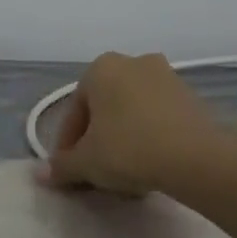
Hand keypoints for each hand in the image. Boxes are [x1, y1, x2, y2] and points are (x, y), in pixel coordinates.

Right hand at [44, 52, 223, 195]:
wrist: (196, 156)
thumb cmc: (129, 149)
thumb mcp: (87, 162)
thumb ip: (61, 166)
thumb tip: (40, 175)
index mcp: (100, 68)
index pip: (73, 112)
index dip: (67, 146)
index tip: (69, 172)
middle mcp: (133, 62)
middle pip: (103, 108)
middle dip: (96, 140)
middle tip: (94, 172)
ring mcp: (166, 75)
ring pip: (130, 112)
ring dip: (122, 139)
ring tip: (123, 173)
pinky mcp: (190, 95)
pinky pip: (156, 117)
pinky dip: (147, 136)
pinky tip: (149, 164)